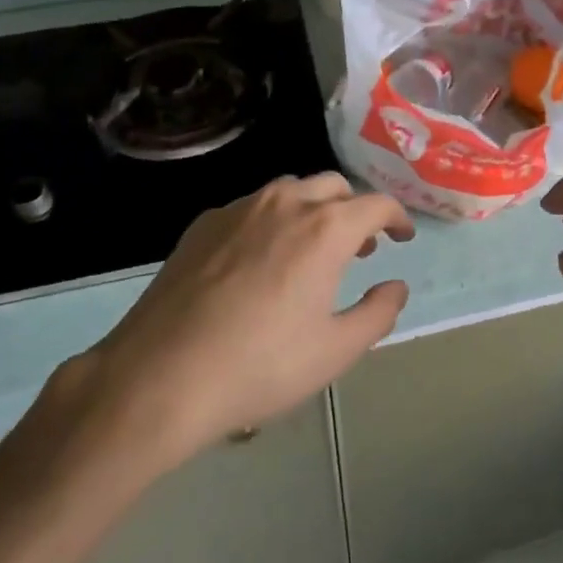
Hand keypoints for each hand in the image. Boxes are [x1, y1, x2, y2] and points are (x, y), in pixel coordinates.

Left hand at [67, 174, 414, 469]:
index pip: (375, 203)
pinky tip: (259, 260)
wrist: (160, 376)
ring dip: (312, 210)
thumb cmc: (259, 366)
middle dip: (354, 210)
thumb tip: (396, 286)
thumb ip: (377, 313)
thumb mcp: (335, 351)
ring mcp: (239, 208)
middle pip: (333, 186)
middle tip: (359, 248)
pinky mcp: (203, 223)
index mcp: (324, 228)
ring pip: (290, 190)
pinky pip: (251, 207)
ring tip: (311, 250)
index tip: (401, 238)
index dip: (396, 217)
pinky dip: (272, 221)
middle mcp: (285, 202)